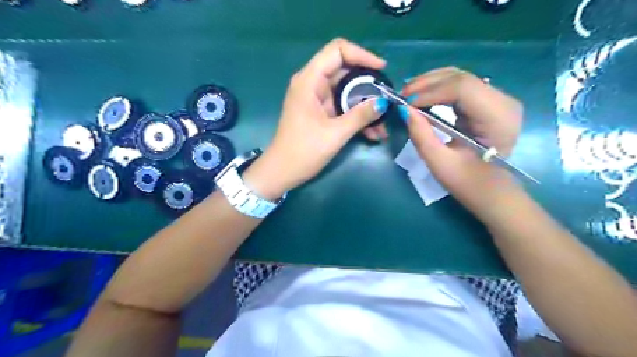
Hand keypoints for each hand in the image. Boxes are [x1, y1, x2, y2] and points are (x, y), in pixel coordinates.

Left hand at [245, 38, 387, 200]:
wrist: (282, 172)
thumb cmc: (303, 151)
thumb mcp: (335, 134)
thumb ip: (360, 115)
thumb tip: (383, 102)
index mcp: (310, 81)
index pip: (337, 50)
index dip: (362, 55)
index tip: (382, 69)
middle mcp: (313, 84)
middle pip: (346, 70)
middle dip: (369, 84)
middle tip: (386, 98)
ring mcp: (317, 98)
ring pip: (347, 91)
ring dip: (365, 104)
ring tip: (383, 123)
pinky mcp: (320, 112)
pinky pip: (343, 106)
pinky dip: (357, 115)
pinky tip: (372, 132)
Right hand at [400, 66, 524, 217]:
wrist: (492, 192)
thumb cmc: (469, 183)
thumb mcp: (440, 163)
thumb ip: (421, 135)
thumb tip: (403, 109)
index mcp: (497, 118)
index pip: (462, 88)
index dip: (430, 92)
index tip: (405, 103)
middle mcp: (503, 101)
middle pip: (461, 78)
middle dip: (427, 83)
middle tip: (401, 96)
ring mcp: (497, 99)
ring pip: (459, 77)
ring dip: (431, 83)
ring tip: (408, 95)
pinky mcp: (488, 102)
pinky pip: (460, 86)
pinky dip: (438, 88)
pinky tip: (423, 96)